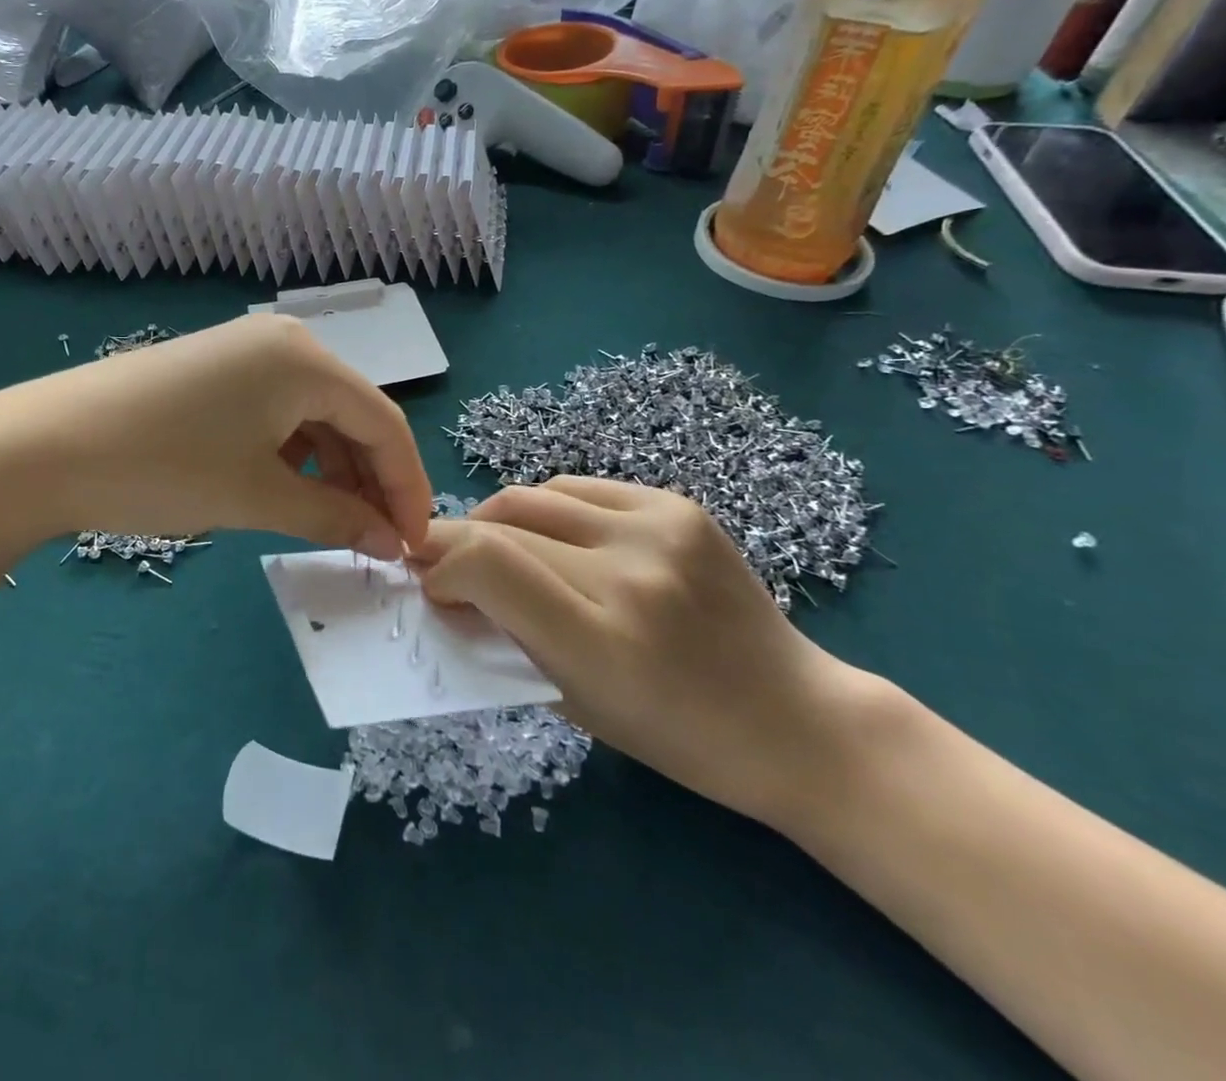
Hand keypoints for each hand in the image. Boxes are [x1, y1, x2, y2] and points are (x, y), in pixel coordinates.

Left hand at [0, 315, 431, 556]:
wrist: (43, 446)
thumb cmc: (163, 468)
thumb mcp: (256, 496)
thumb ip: (334, 517)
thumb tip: (391, 542)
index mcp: (305, 359)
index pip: (383, 422)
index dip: (407, 485)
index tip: (415, 542)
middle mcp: (283, 342)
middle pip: (351, 414)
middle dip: (370, 479)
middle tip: (377, 540)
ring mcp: (244, 351)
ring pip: (313, 414)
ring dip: (332, 469)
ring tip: (334, 523)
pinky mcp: (214, 370)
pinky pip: (276, 411)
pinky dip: (293, 453)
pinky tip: (288, 490)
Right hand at [413, 477, 881, 829]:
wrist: (794, 718)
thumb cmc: (676, 737)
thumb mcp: (572, 702)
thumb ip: (503, 637)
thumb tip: (447, 587)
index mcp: (602, 641)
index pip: (487, 565)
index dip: (440, 565)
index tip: (430, 585)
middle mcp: (629, 572)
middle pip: (501, 524)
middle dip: (455, 542)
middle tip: (441, 563)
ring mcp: (659, 529)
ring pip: (531, 496)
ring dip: (497, 522)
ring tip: (498, 551)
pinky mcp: (677, 504)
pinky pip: (577, 488)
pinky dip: (546, 510)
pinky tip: (553, 537)